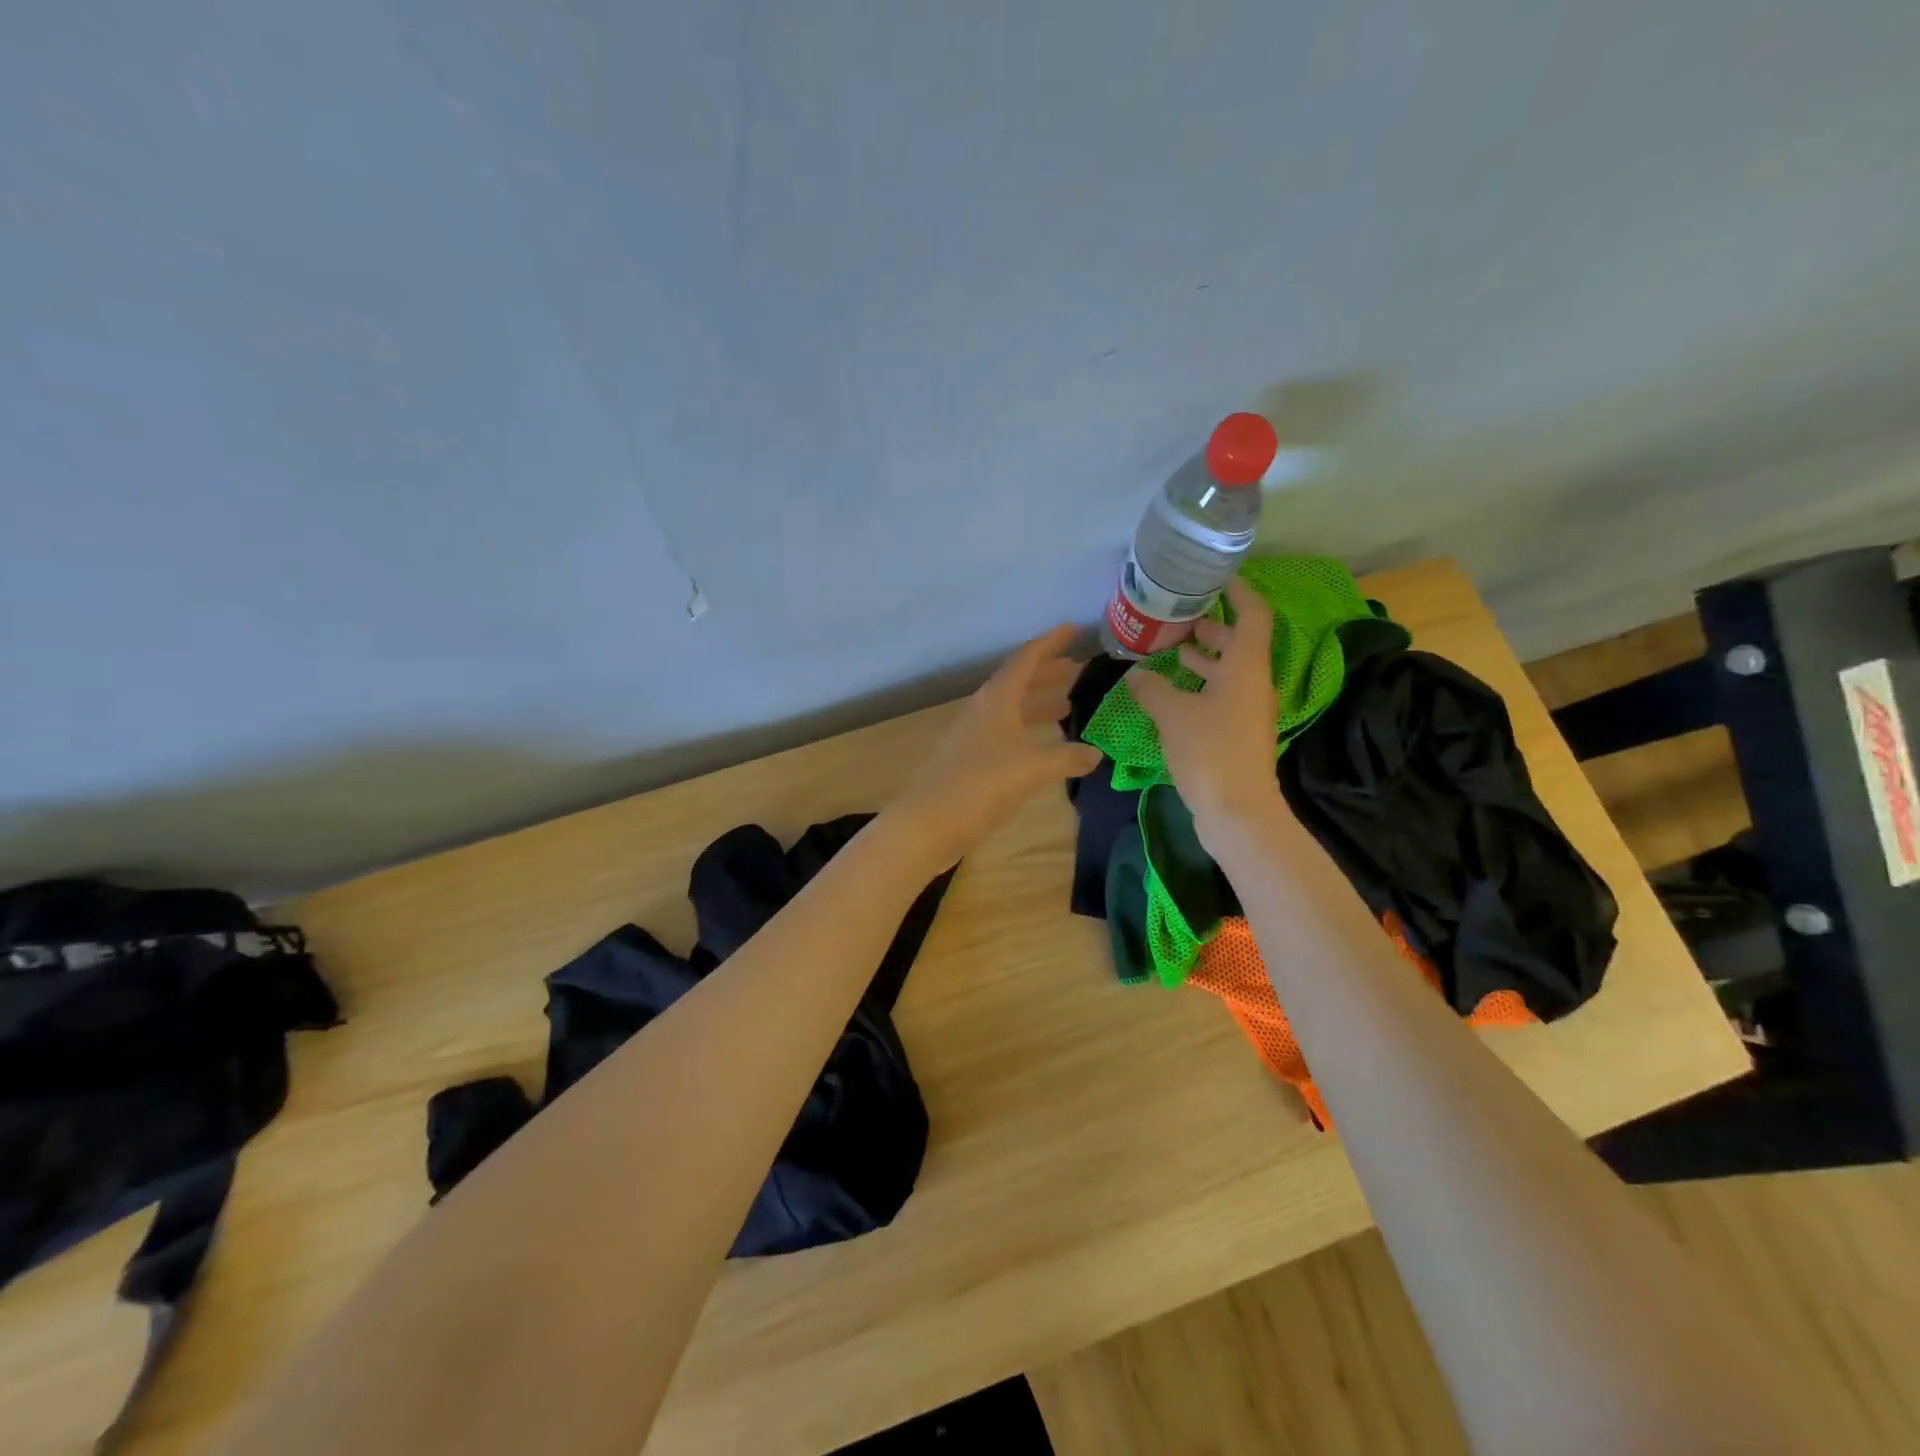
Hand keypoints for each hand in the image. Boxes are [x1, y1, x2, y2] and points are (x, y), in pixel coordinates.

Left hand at [892, 625, 1103, 863]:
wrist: (929, 822)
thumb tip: (1096, 753)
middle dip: (1047, 673)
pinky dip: (1027, 731)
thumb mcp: (1032, 768)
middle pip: (1018, 681)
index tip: (1073, 629)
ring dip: (1038, 703)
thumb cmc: (981, 785)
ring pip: (1011, 709)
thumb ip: (1067, 757)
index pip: (1026, 659)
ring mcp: (974, 735)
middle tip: (1077, 670)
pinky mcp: (970, 759)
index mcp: (997, 699)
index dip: (1050, 642)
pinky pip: (1005, 733)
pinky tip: (1043, 747)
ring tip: (1067, 706)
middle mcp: (984, 710)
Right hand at [1128, 578, 1284, 834]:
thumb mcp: (1172, 714)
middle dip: (1211, 628)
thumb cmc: (1210, 751)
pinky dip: (1200, 686)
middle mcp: (1253, 684)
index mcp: (1246, 668)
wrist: (1238, 811)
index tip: (1216, 580)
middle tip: (1178, 618)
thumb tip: (1135, 675)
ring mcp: (1248, 711)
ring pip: (1228, 672)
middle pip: (1238, 644)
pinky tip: (1171, 693)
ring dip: (1203, 659)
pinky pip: (1221, 696)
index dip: (1239, 593)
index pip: (1252, 616)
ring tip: (1170, 651)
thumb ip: (1152, 689)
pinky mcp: (1238, 734)